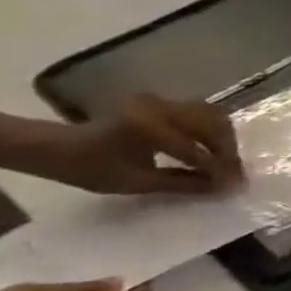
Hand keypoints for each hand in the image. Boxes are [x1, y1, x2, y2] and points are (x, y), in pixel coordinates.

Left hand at [32, 95, 242, 196]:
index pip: (196, 149)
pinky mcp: (164, 103)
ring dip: (223, 138)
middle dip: (228, 149)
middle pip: (214, 124)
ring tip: (225, 160)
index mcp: (147, 126)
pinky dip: (212, 130)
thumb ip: (183, 183)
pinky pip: (200, 113)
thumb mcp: (136, 182)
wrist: (54, 147)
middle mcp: (160, 107)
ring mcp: (163, 102)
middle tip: (234, 172)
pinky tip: (212, 148)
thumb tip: (222, 188)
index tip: (236, 185)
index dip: (219, 168)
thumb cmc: (89, 168)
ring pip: (212, 115)